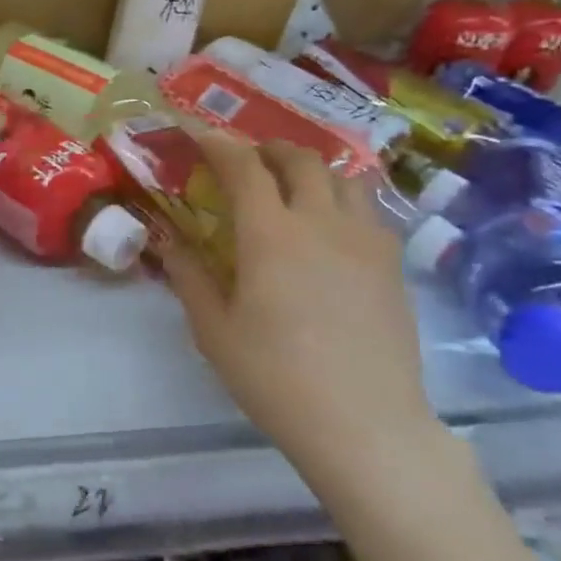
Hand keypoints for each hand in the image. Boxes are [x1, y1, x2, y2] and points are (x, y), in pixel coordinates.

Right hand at [161, 132, 435, 475]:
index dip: (219, 145)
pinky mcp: (393, 265)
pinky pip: (368, 211)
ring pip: (344, 178)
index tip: (200, 137)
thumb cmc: (275, 378)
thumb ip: (189, 277)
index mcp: (271, 235)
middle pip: (300, 159)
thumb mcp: (214, 331)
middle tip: (246, 162)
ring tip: (292, 189)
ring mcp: (367, 241)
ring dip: (311, 171)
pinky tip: (329, 232)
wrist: (364, 424)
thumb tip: (167, 241)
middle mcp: (322, 223)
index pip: (244, 167)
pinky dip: (342, 201)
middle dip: (268, 149)